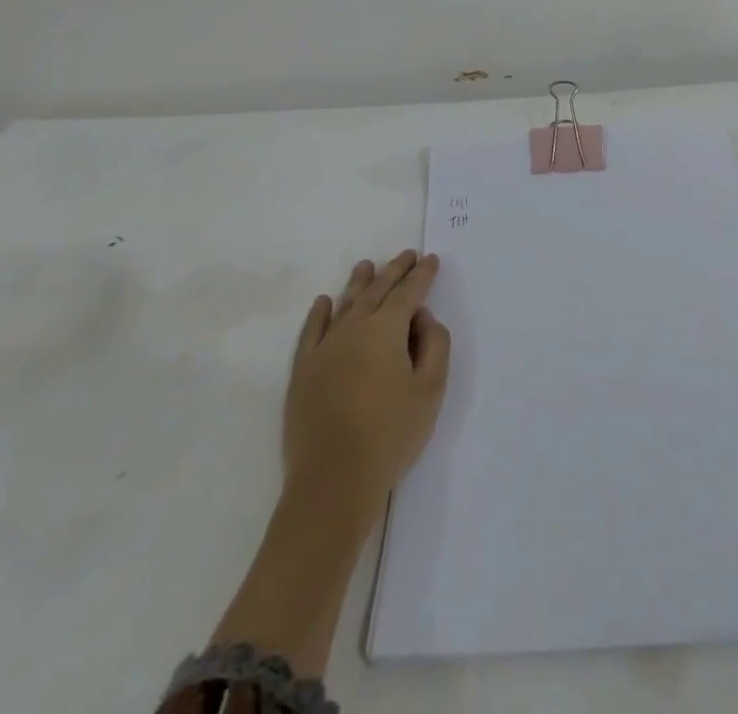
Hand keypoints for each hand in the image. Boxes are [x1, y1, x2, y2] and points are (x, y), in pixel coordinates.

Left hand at [283, 251, 451, 510]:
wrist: (333, 482)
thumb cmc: (390, 434)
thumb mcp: (431, 389)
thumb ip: (435, 344)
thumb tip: (423, 318)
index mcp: (386, 329)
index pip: (409, 292)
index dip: (422, 275)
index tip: (431, 259)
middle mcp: (353, 328)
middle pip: (377, 290)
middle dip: (395, 271)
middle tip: (407, 255)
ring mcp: (324, 348)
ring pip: (345, 304)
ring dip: (359, 282)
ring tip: (367, 265)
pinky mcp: (303, 371)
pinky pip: (311, 331)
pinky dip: (319, 313)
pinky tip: (324, 301)